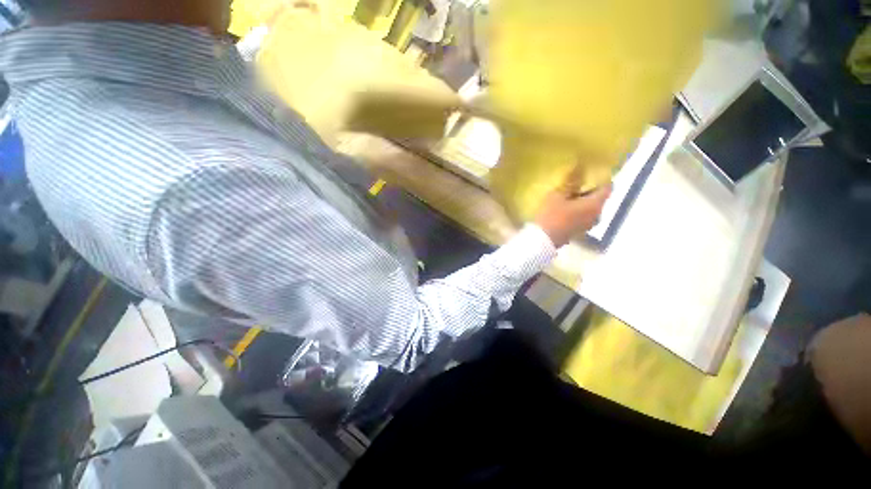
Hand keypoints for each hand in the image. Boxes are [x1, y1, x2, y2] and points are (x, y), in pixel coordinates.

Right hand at [534, 167, 611, 247]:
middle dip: (593, 187)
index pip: (607, 188)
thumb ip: (573, 180)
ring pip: (593, 205)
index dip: (603, 178)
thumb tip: (581, 165)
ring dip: (587, 197)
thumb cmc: (552, 214)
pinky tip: (571, 201)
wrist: (542, 240)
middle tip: (582, 176)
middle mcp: (597, 215)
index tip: (595, 169)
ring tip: (575, 188)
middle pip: (600, 197)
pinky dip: (583, 206)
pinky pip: (587, 213)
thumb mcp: (560, 193)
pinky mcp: (583, 229)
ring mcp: (590, 224)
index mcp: (595, 205)